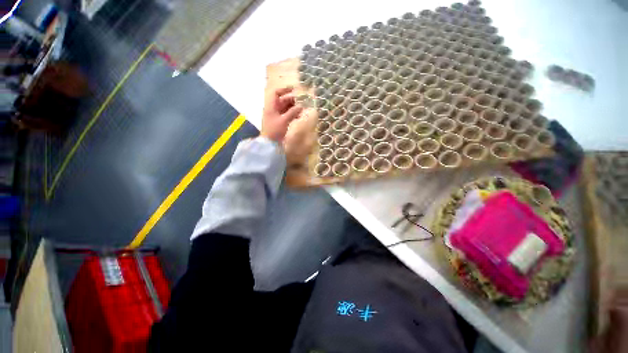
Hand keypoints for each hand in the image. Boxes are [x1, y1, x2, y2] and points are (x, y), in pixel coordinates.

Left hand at [261, 87, 302, 141]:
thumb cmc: (274, 130)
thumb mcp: (284, 120)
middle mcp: (273, 109)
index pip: (276, 93)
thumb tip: (301, 106)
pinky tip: (298, 116)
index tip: (294, 89)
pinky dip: (292, 114)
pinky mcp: (280, 122)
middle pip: (282, 100)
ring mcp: (276, 116)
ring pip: (286, 108)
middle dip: (292, 100)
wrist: (269, 143)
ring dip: (293, 108)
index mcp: (271, 106)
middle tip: (302, 102)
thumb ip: (292, 112)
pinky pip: (287, 115)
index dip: (284, 90)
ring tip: (302, 110)